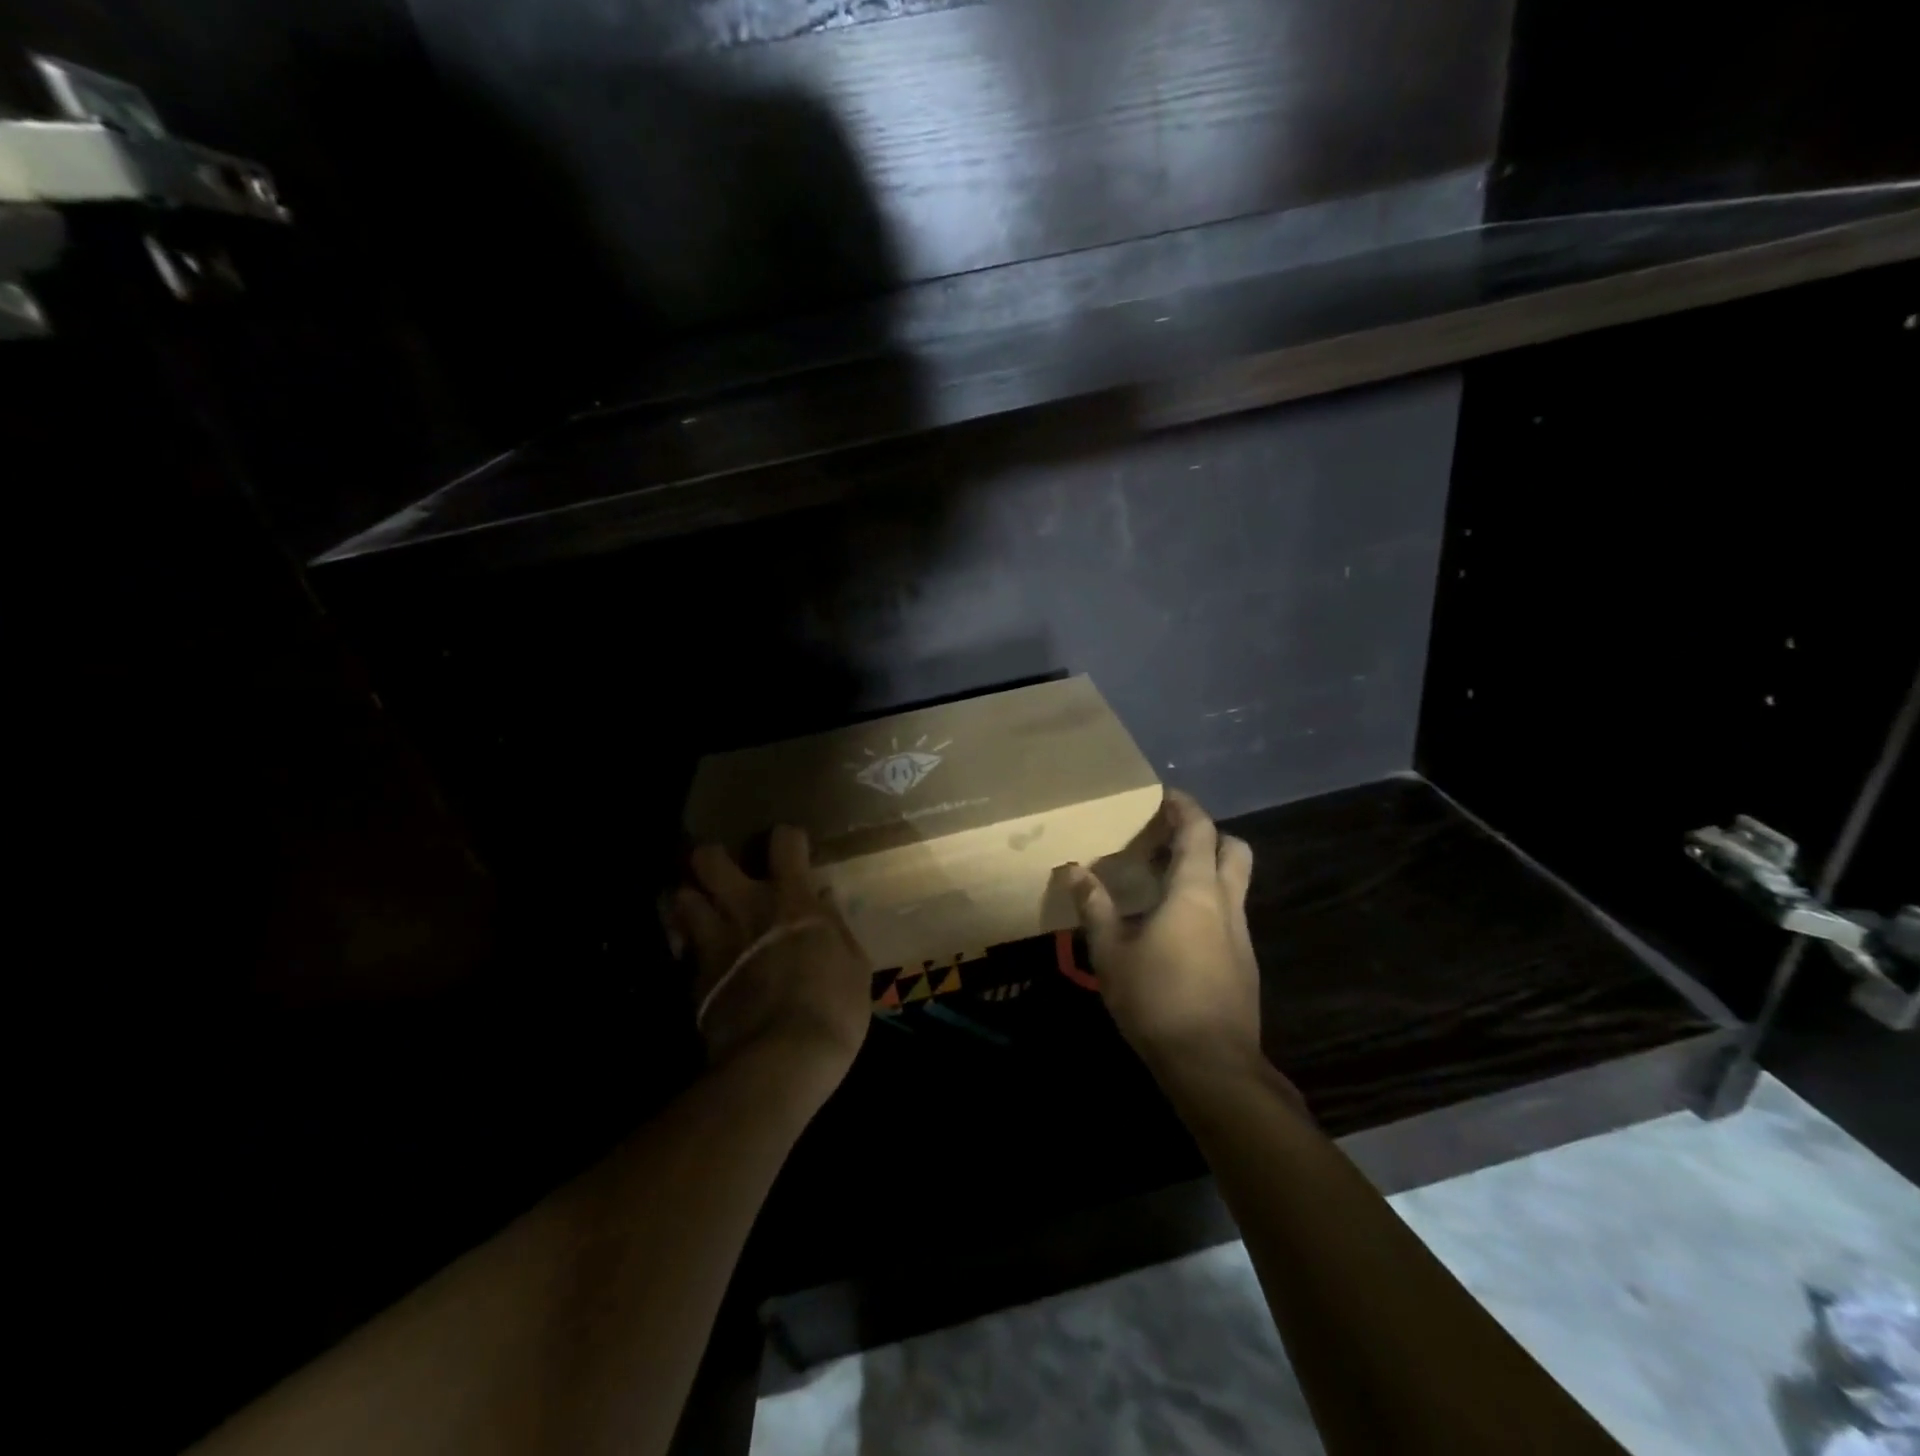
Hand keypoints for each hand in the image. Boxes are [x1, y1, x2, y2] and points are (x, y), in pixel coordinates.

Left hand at [668, 827, 870, 1083]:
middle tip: (725, 876)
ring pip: (681, 898)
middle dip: (712, 859)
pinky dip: (690, 949)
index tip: (793, 852)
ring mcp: (713, 943)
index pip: (784, 842)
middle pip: (709, 860)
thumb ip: (835, 927)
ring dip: (691, 901)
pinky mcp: (693, 980)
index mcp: (791, 900)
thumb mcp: (854, 965)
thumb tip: (823, 899)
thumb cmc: (833, 1007)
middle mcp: (745, 909)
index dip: (787, 839)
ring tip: (704, 913)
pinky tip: (704, 963)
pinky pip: (684, 951)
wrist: (781, 1061)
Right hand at [1064, 790, 1261, 1075]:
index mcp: (1195, 892)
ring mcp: (1241, 935)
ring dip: (1207, 871)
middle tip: (1170, 840)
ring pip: (1234, 884)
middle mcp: (1226, 904)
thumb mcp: (1111, 952)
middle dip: (1208, 835)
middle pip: (1234, 850)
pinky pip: (1229, 915)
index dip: (1184, 807)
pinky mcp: (1244, 963)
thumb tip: (1074, 870)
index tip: (1163, 797)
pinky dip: (1208, 904)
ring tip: (1164, 883)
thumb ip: (1095, 907)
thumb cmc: (1156, 999)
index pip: (1199, 831)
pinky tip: (1176, 930)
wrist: (1211, 1065)